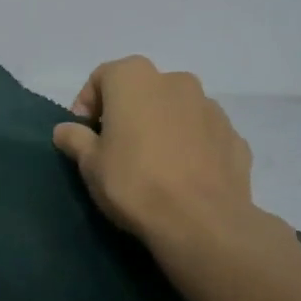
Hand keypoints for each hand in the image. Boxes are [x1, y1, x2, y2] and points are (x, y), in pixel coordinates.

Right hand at [52, 56, 280, 260]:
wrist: (202, 222)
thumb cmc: (134, 182)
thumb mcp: (90, 163)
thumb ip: (75, 139)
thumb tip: (65, 129)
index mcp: (135, 78)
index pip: (102, 78)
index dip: (88, 104)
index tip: (84, 134)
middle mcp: (176, 81)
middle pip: (142, 90)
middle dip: (127, 112)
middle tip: (116, 147)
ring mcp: (211, 107)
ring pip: (175, 109)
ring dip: (161, 126)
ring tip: (152, 163)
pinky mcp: (234, 136)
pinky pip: (202, 133)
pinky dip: (190, 145)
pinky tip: (182, 175)